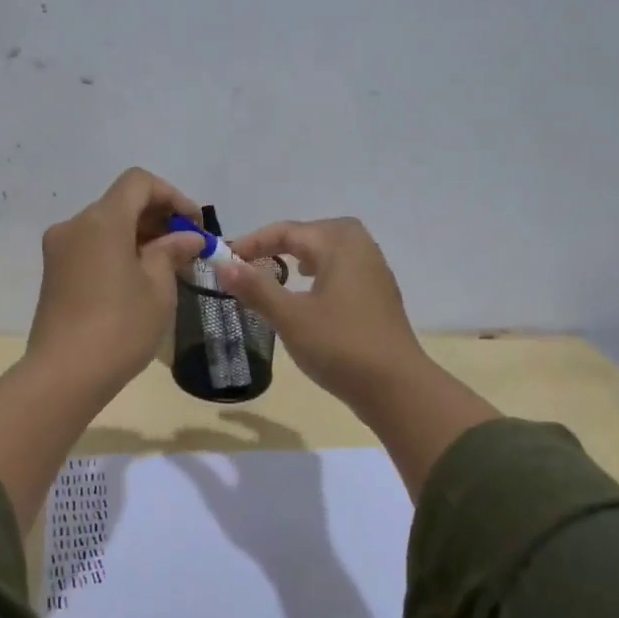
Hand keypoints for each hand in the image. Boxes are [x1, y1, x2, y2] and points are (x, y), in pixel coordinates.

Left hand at [26, 167, 205, 395]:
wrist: (65, 375)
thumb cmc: (120, 327)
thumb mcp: (158, 288)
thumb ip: (172, 252)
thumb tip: (187, 237)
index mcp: (102, 220)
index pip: (139, 182)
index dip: (172, 196)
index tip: (194, 226)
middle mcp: (75, 225)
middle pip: (121, 202)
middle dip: (157, 217)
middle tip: (186, 248)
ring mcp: (59, 249)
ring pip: (105, 225)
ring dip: (138, 235)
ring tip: (167, 266)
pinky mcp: (54, 273)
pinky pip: (92, 247)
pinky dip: (118, 251)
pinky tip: (138, 279)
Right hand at [212, 218, 421, 405]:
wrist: (396, 387)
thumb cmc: (340, 346)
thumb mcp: (290, 317)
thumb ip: (256, 288)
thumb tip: (222, 264)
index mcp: (339, 245)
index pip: (288, 231)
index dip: (253, 242)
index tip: (225, 258)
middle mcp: (361, 249)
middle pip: (315, 231)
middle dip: (283, 240)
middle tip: (255, 259)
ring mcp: (374, 273)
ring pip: (333, 249)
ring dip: (304, 254)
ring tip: (283, 271)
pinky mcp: (379, 297)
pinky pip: (345, 269)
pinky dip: (322, 271)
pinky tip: (312, 296)